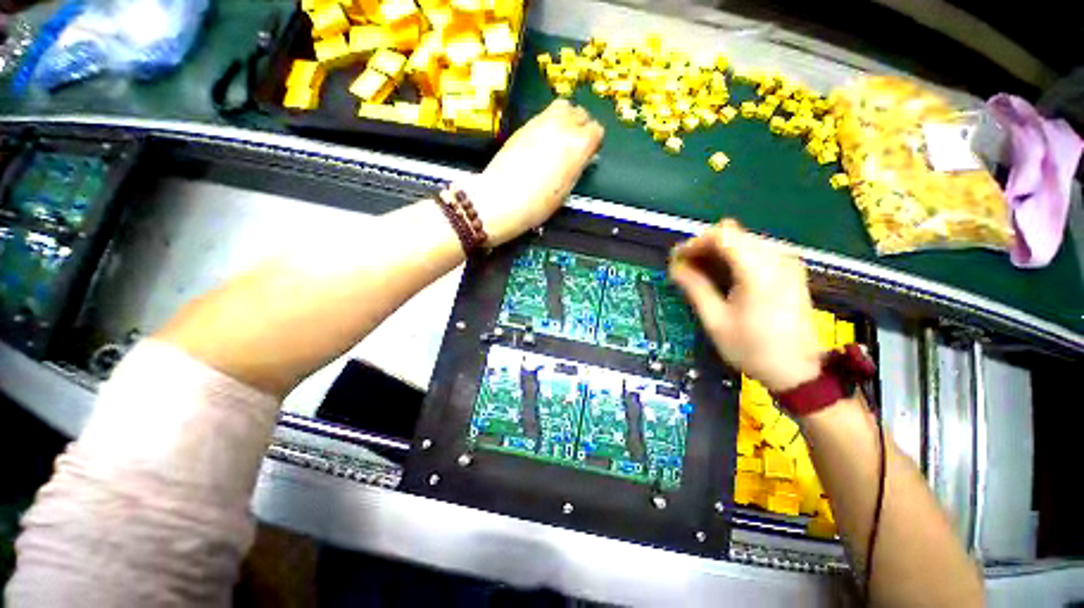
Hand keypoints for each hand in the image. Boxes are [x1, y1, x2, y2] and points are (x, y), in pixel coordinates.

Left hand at [462, 100, 603, 245]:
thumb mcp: (566, 189)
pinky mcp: (524, 125)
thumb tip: (584, 158)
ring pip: (562, 107)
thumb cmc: (536, 203)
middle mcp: (561, 127)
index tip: (590, 152)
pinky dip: (550, 123)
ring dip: (566, 119)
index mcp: (577, 145)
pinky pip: (544, 115)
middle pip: (580, 113)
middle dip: (582, 126)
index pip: (596, 130)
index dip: (595, 142)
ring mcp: (541, 123)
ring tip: (561, 139)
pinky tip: (544, 143)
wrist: (501, 200)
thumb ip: (578, 167)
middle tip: (577, 144)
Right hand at [670, 219, 822, 393]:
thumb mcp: (716, 321)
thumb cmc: (752, 349)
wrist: (798, 371)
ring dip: (716, 253)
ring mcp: (787, 262)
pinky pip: (754, 251)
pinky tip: (722, 278)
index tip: (676, 261)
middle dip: (703, 248)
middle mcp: (777, 257)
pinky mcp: (790, 270)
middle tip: (684, 269)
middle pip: (732, 234)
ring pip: (742, 241)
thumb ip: (695, 288)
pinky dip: (732, 259)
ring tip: (699, 274)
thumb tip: (675, 267)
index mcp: (758, 270)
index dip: (694, 244)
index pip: (721, 235)